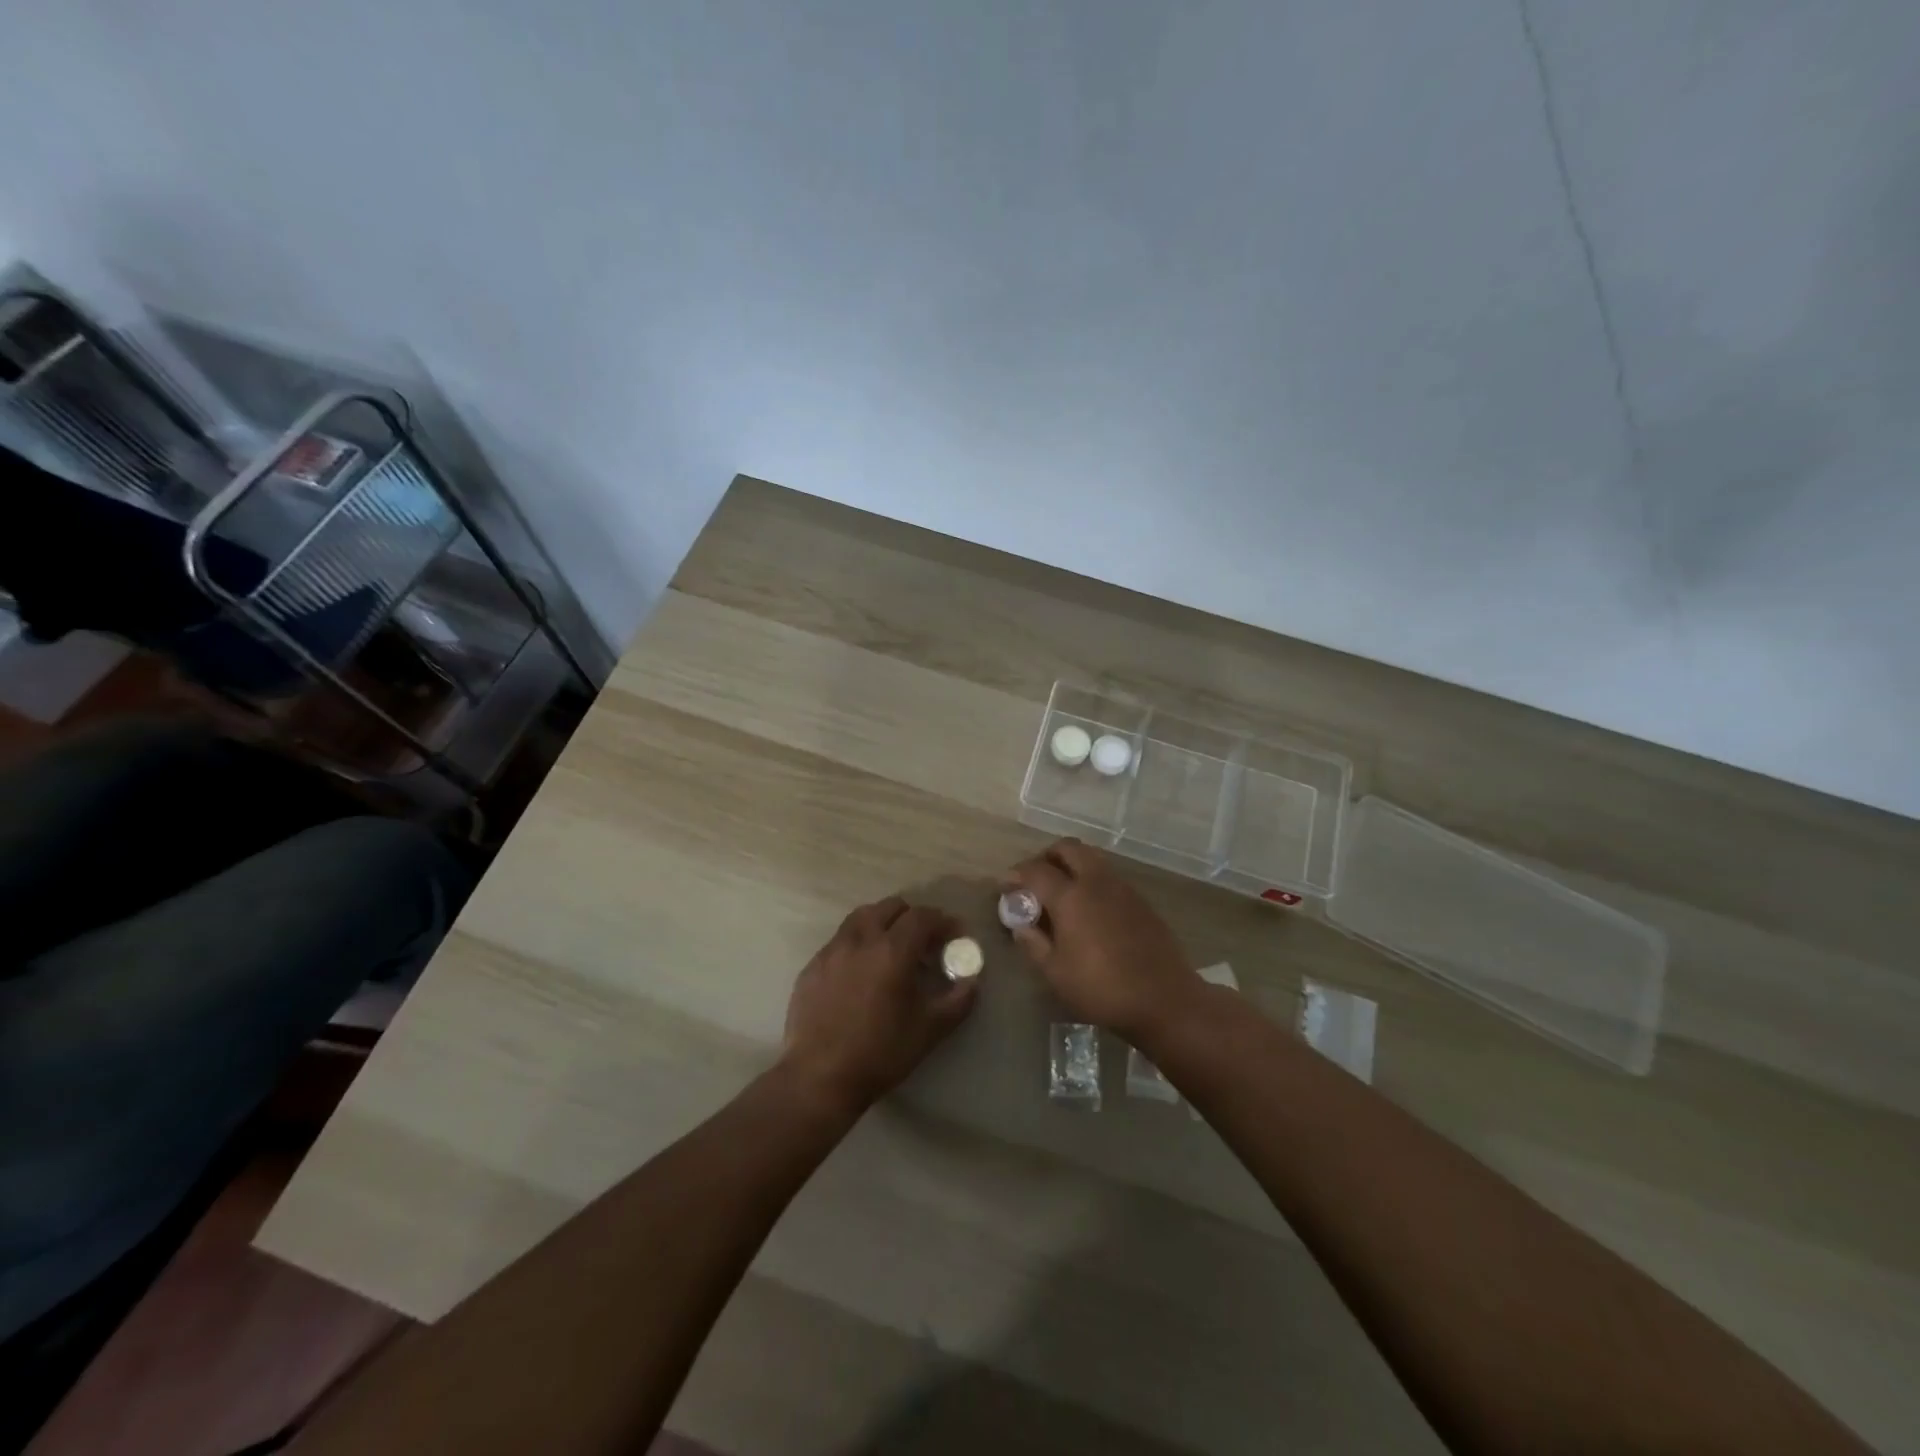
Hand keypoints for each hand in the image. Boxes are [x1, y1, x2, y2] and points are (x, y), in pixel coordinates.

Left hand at [781, 896, 978, 1112]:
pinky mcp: (812, 966)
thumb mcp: (930, 1030)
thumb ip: (958, 1000)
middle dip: (912, 917)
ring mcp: (832, 950)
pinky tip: (861, 971)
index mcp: (892, 950)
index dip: (943, 921)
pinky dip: (858, 943)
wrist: (819, 1078)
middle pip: (890, 907)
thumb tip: (972, 980)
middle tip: (924, 941)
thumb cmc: (880, 1053)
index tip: (955, 934)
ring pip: (861, 918)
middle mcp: (861, 940)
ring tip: (891, 948)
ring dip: (882, 923)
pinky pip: (840, 941)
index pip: (922, 917)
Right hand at [1004, 839, 1198, 1040]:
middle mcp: (1096, 881)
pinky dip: (1091, 878)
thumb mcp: (1056, 973)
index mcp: (1071, 896)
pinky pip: (1108, 875)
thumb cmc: (1102, 989)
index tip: (1005, 885)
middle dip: (1046, 856)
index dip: (1016, 874)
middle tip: (1035, 880)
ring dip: (1071, 864)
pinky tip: (1088, 908)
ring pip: (1091, 857)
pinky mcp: (1140, 900)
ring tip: (1061, 891)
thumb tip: (1020, 926)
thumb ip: (1034, 944)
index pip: (1036, 870)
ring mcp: (1122, 887)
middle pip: (1067, 848)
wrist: (1165, 999)